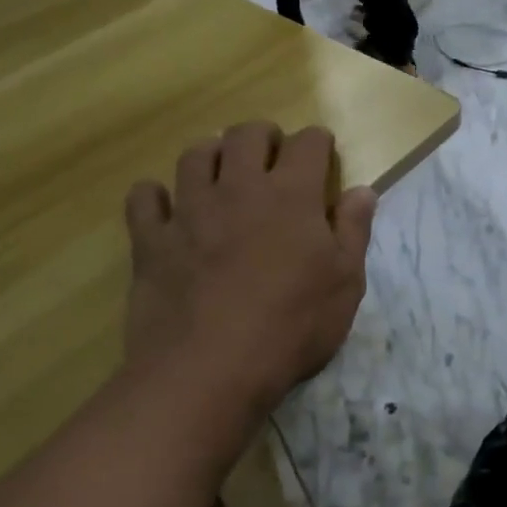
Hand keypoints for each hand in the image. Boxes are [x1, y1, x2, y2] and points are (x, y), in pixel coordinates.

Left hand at [124, 123, 375, 437]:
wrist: (209, 370)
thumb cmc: (291, 327)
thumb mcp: (345, 285)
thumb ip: (353, 231)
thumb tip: (362, 190)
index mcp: (290, 195)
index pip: (307, 143)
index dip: (318, 143)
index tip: (321, 154)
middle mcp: (238, 188)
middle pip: (246, 135)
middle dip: (263, 136)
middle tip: (270, 155)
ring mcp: (189, 211)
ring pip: (194, 156)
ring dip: (211, 155)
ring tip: (220, 174)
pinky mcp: (151, 240)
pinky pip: (144, 198)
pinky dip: (154, 196)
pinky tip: (165, 209)